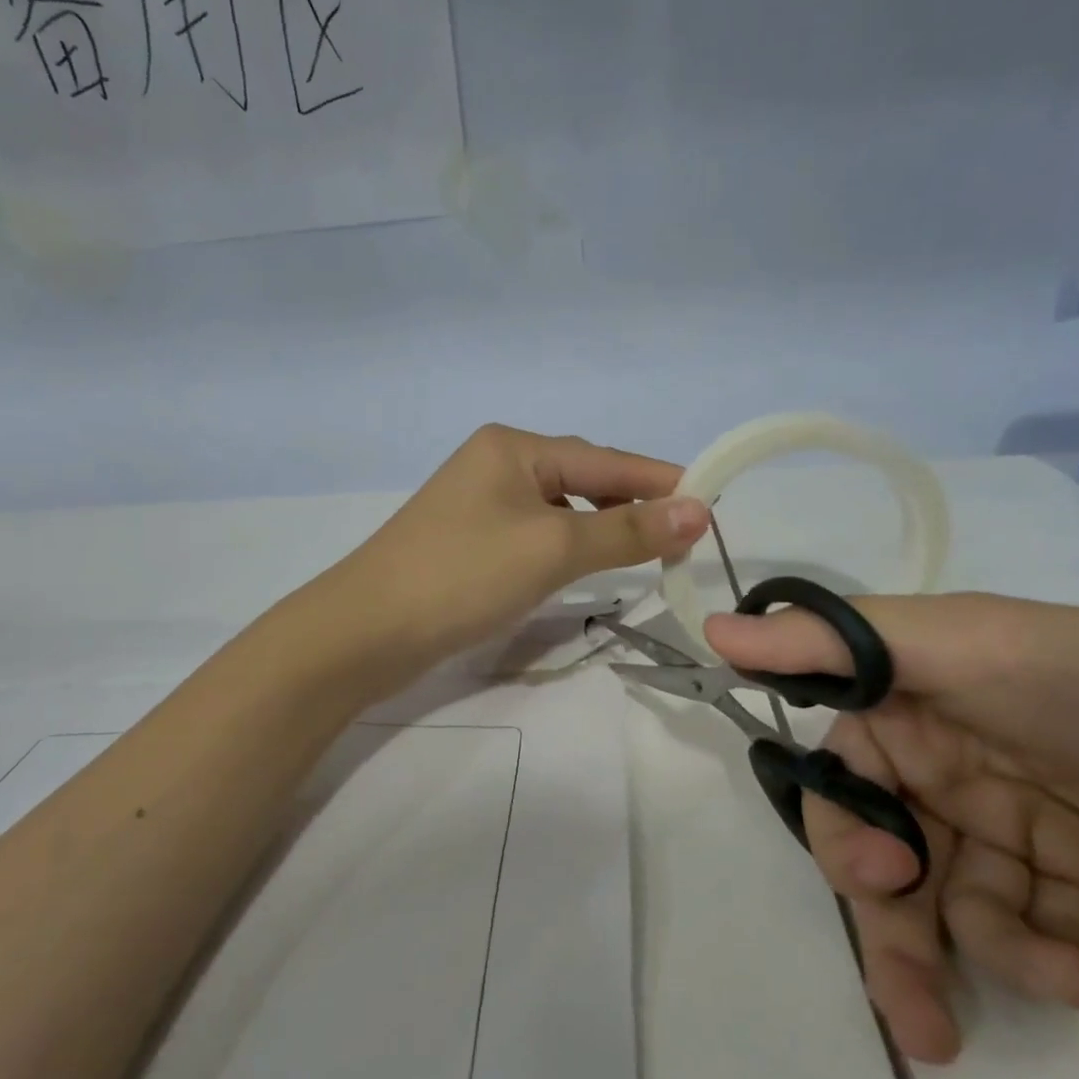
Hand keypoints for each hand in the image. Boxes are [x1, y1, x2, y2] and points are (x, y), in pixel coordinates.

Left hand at [330, 424, 709, 689]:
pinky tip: (582, 566)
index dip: (662, 482)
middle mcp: (496, 463)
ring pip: (560, 510)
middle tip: (679, 541)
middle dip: (632, 505)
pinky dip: (567, 547)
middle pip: (583, 479)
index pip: (607, 460)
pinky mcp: (469, 541)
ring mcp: (479, 503)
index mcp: (514, 447)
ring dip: (601, 529)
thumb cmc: (463, 576)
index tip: (713, 506)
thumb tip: (699, 510)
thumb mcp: (553, 548)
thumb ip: (627, 529)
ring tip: (641, 554)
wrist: (365, 632)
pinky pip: (535, 534)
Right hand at [705, 595, 1078, 1064]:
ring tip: (1065, 978)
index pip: (838, 777)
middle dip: (899, 928)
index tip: (878, 877)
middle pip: (885, 859)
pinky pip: (1031, 938)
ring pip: (954, 911)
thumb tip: (713, 632)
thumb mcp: (961, 647)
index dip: (843, 833)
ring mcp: (1011, 830)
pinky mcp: (1078, 889)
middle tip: (925, 1006)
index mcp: (909, 707)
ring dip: (997, 957)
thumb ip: (833, 643)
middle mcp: (946, 767)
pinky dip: (1060, 960)